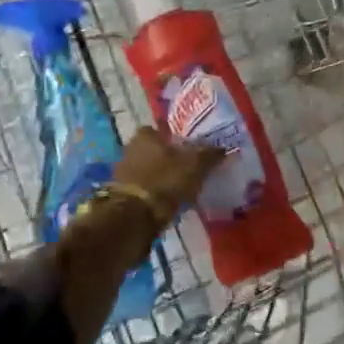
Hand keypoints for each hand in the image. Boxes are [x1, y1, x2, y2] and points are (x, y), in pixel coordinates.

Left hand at [111, 126, 226, 231]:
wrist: (135, 214)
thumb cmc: (166, 179)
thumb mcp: (195, 165)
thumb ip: (209, 155)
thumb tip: (222, 148)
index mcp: (145, 135)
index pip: (161, 129)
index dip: (174, 138)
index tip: (187, 148)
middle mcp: (130, 148)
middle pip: (153, 149)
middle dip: (166, 157)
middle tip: (185, 168)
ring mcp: (123, 171)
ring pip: (147, 168)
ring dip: (160, 176)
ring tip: (179, 187)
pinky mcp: (121, 193)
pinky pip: (143, 187)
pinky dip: (153, 192)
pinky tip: (167, 201)